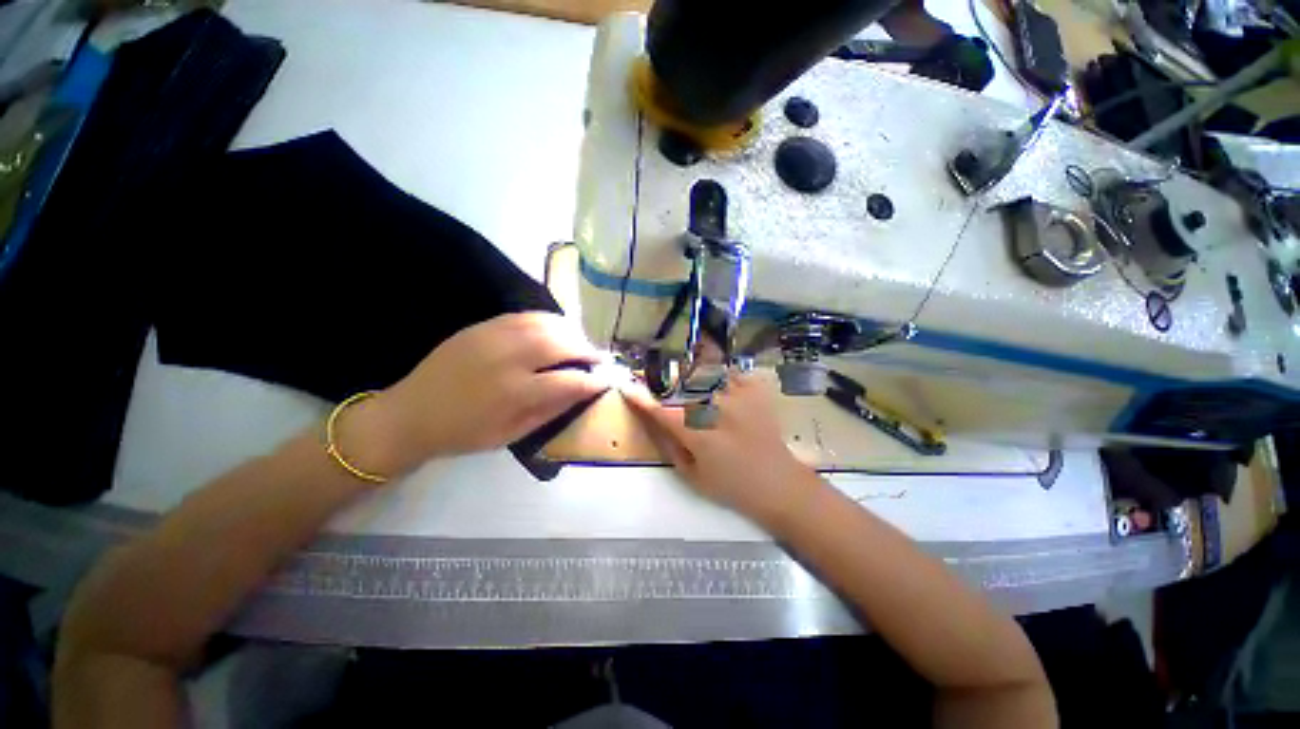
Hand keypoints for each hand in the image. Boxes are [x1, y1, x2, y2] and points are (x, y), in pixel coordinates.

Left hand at [347, 313, 607, 477]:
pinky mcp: (482, 326)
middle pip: (561, 343)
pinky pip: (525, 316)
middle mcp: (507, 359)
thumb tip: (583, 391)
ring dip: (570, 332)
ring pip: (545, 323)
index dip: (594, 380)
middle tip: (597, 358)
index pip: (569, 381)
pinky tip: (554, 331)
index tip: (607, 380)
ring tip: (579, 343)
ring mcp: (493, 337)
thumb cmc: (465, 433)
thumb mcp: (512, 433)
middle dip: (587, 349)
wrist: (411, 414)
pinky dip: (547, 321)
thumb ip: (551, 410)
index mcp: (515, 393)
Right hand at [624, 374, 817, 525]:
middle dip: (668, 383)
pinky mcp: (755, 392)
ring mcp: (739, 397)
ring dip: (693, 374)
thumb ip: (669, 446)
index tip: (627, 388)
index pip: (661, 411)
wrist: (778, 484)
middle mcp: (717, 410)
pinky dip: (720, 373)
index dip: (641, 399)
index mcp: (698, 435)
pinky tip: (718, 382)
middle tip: (663, 387)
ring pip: (705, 373)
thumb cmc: (731, 486)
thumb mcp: (692, 476)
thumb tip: (653, 421)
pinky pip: (731, 372)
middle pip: (682, 385)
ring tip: (691, 380)